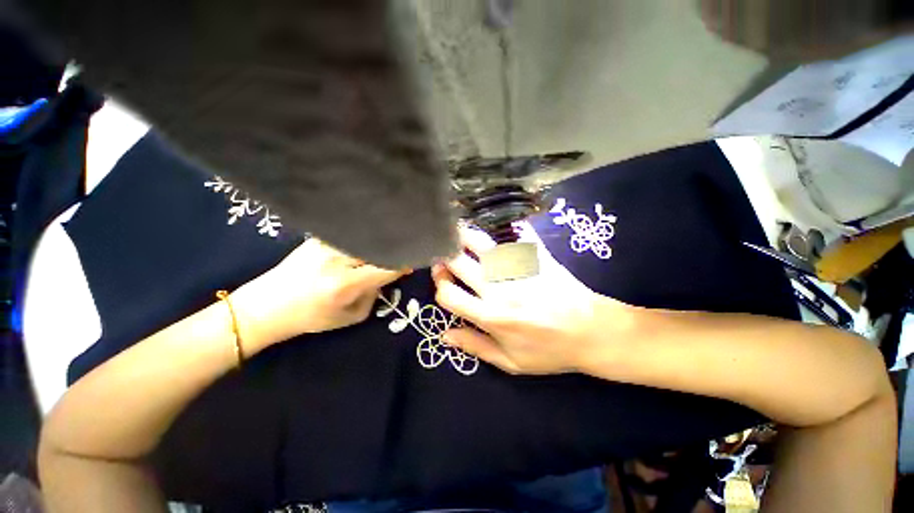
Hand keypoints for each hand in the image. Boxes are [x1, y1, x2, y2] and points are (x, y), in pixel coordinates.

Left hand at [232, 238, 406, 352]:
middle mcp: (337, 261)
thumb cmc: (311, 318)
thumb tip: (385, 278)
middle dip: (392, 249)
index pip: (386, 268)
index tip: (411, 263)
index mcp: (346, 285)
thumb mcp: (349, 318)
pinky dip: (360, 237)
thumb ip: (373, 297)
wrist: (266, 306)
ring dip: (377, 242)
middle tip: (400, 251)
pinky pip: (348, 235)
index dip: (402, 264)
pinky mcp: (317, 239)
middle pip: (377, 247)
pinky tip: (364, 239)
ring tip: (384, 243)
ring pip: (363, 237)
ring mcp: (325, 246)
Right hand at [432, 224, 635, 374]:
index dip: (440, 286)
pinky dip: (501, 228)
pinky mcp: (536, 258)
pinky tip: (495, 226)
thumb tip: (444, 335)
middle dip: (445, 255)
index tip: (443, 281)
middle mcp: (499, 289)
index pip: (449, 294)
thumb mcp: (511, 362)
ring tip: (460, 232)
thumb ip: (475, 347)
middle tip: (445, 253)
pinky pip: (515, 235)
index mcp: (490, 317)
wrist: (592, 333)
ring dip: (465, 235)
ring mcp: (518, 270)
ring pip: (482, 243)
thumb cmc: (549, 352)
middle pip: (458, 262)